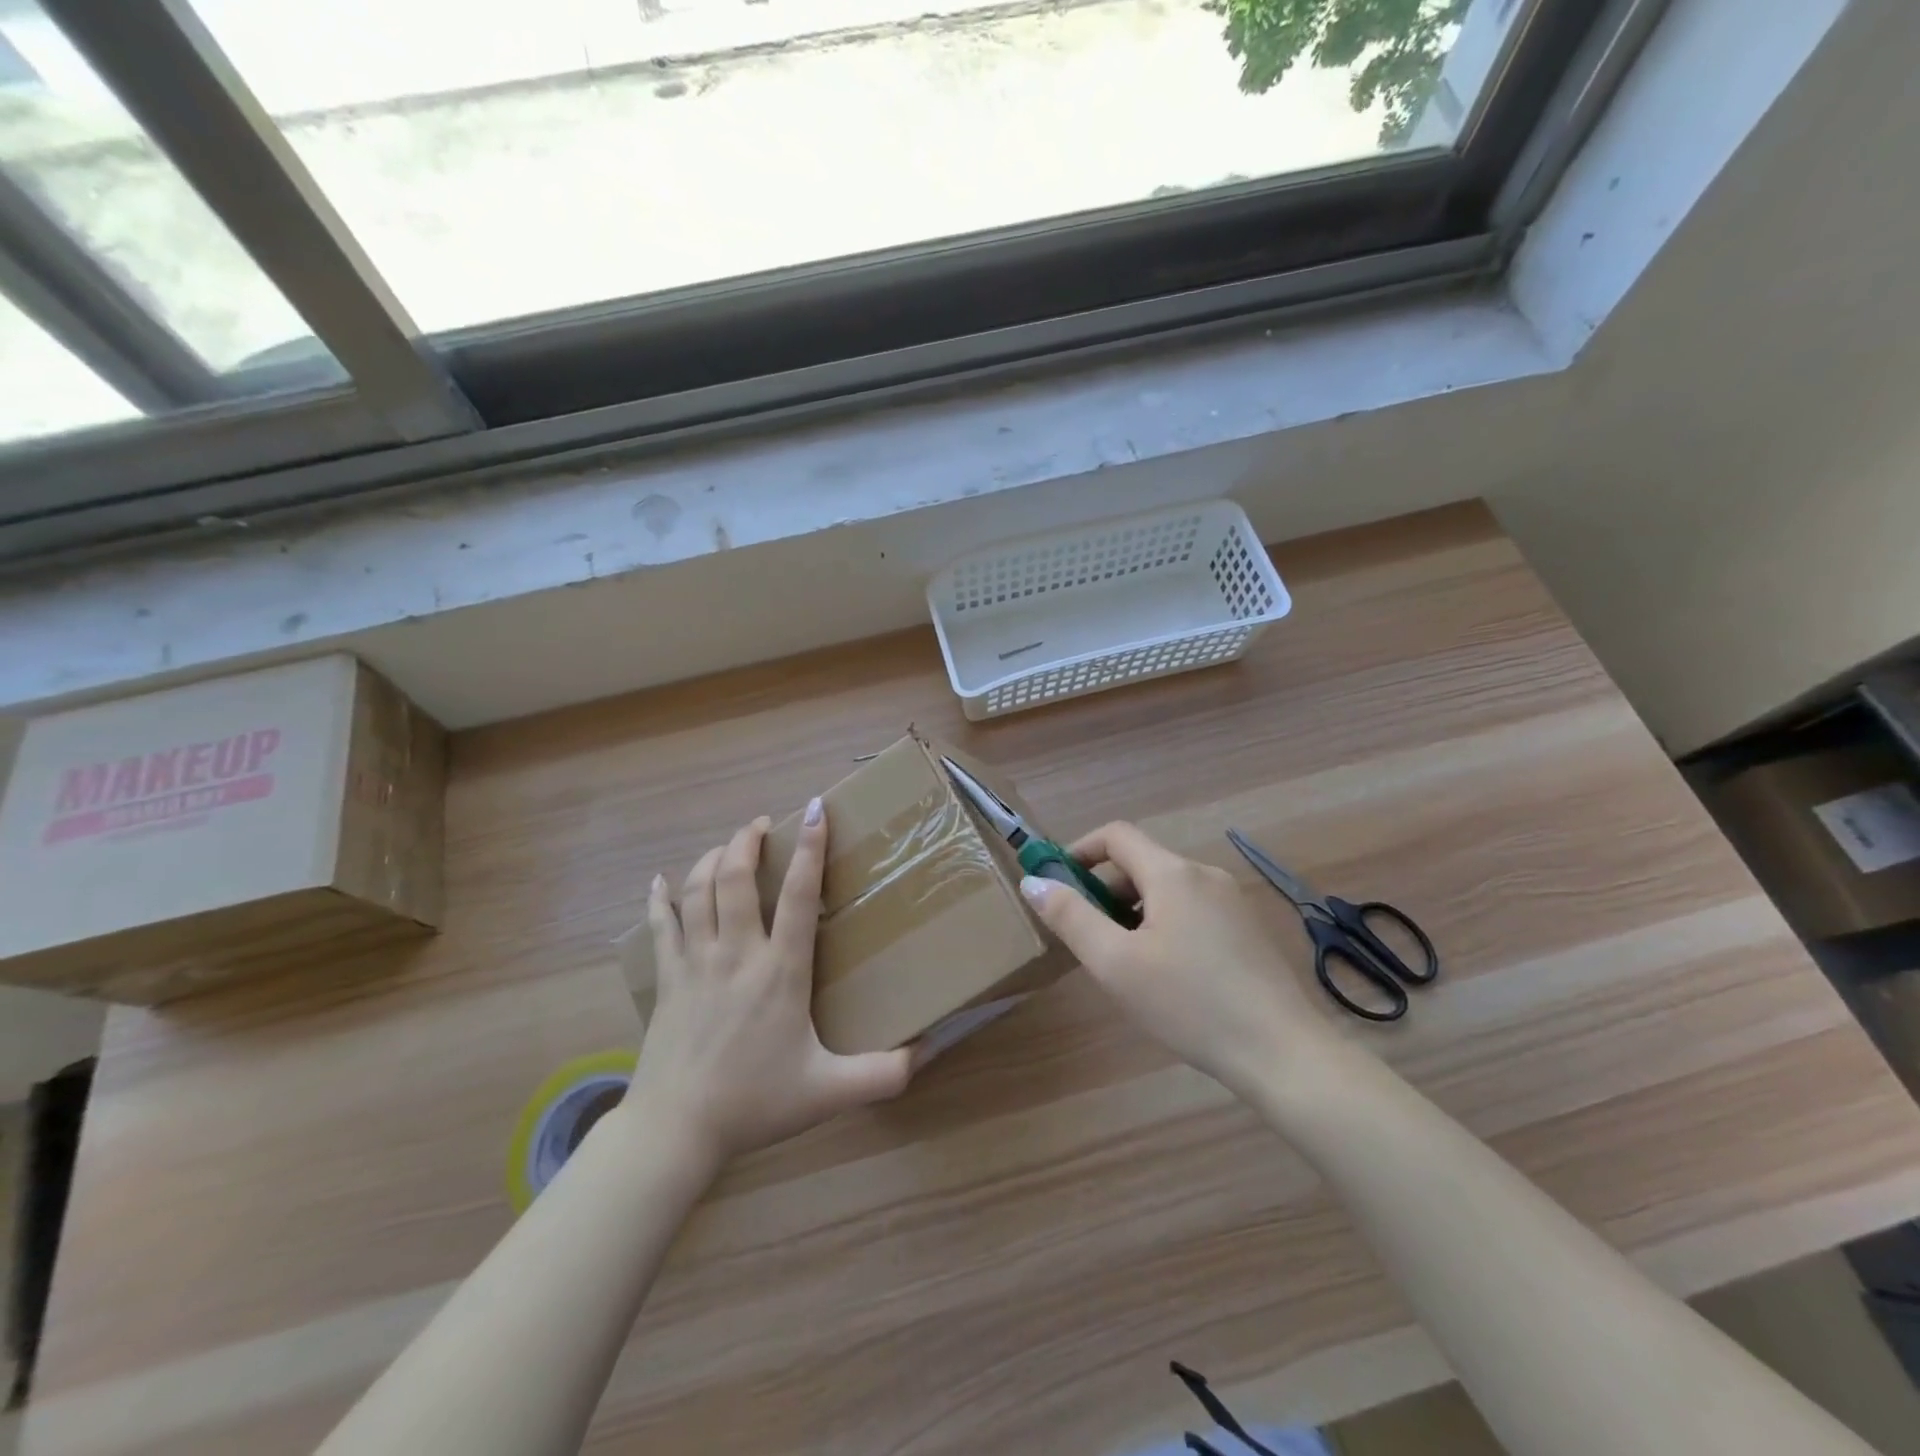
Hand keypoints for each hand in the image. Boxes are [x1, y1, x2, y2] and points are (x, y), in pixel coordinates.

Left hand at [630, 802, 912, 1165]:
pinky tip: (659, 882)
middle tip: (762, 824)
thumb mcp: (828, 1091)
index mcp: (781, 971)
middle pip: (736, 877)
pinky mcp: (666, 978)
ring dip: (713, 858)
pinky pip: (660, 925)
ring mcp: (696, 963)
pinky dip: (660, 898)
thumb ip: (883, 1073)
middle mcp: (737, 953)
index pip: (800, 896)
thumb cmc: (755, 1103)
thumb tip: (928, 1053)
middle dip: (748, 840)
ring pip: (698, 891)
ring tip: (729, 845)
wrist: (675, 1129)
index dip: (810, 848)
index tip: (815, 810)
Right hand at [1019, 822, 1334, 1099]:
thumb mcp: (1115, 963)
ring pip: (1167, 890)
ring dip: (1134, 911)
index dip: (1080, 851)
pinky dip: (1165, 925)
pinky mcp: (1249, 929)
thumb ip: (1071, 917)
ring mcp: (1233, 901)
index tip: (1058, 885)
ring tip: (1124, 963)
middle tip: (1088, 938)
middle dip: (1106, 890)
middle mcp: (1205, 874)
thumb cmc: (1189, 1004)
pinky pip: (1193, 911)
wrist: (1283, 1052)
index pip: (1116, 835)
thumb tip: (1034, 882)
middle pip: (1142, 863)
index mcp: (1173, 873)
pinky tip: (1167, 975)